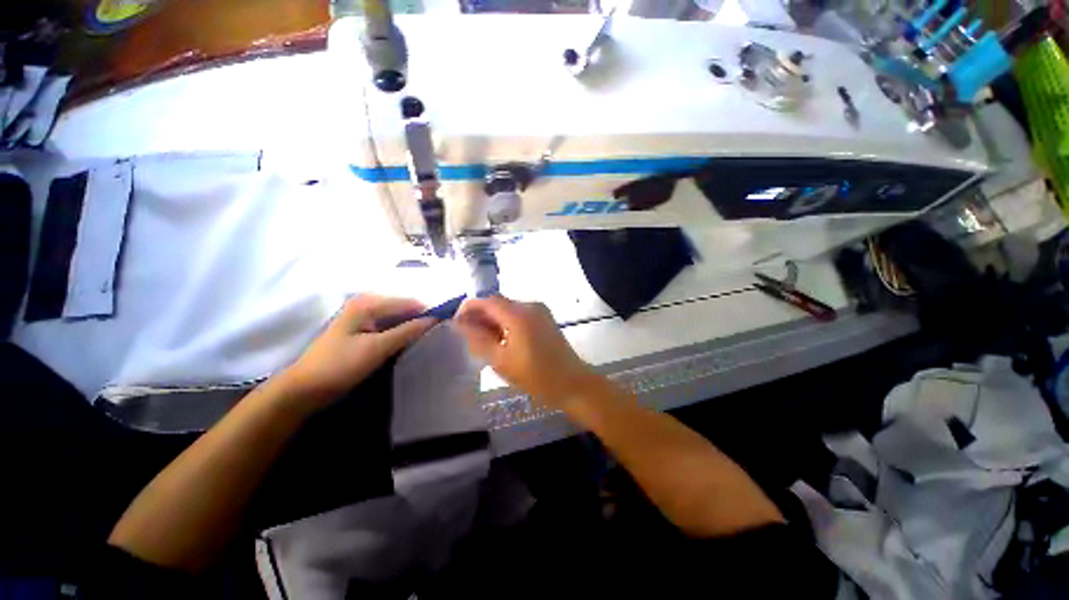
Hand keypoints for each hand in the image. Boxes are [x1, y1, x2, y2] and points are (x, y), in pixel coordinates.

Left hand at [279, 294, 434, 408]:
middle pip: (404, 308)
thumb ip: (408, 331)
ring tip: (430, 338)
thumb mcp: (377, 348)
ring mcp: (363, 317)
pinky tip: (411, 342)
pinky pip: (389, 327)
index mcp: (368, 303)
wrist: (304, 389)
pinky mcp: (362, 330)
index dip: (429, 312)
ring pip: (398, 318)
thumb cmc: (340, 366)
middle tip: (440, 333)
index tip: (447, 324)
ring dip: (412, 327)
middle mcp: (366, 304)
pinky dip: (401, 333)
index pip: (409, 302)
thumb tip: (435, 319)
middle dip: (421, 319)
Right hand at [454, 296, 599, 409]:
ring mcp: (540, 311)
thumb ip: (478, 339)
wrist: (572, 383)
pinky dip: (507, 324)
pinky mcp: (545, 318)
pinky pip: (519, 315)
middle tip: (469, 338)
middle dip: (481, 317)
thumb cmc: (536, 376)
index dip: (469, 308)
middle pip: (498, 304)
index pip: (487, 300)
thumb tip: (459, 323)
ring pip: (508, 310)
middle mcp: (530, 306)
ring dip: (493, 321)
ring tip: (485, 343)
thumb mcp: (501, 360)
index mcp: (519, 314)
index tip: (457, 323)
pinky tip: (503, 342)